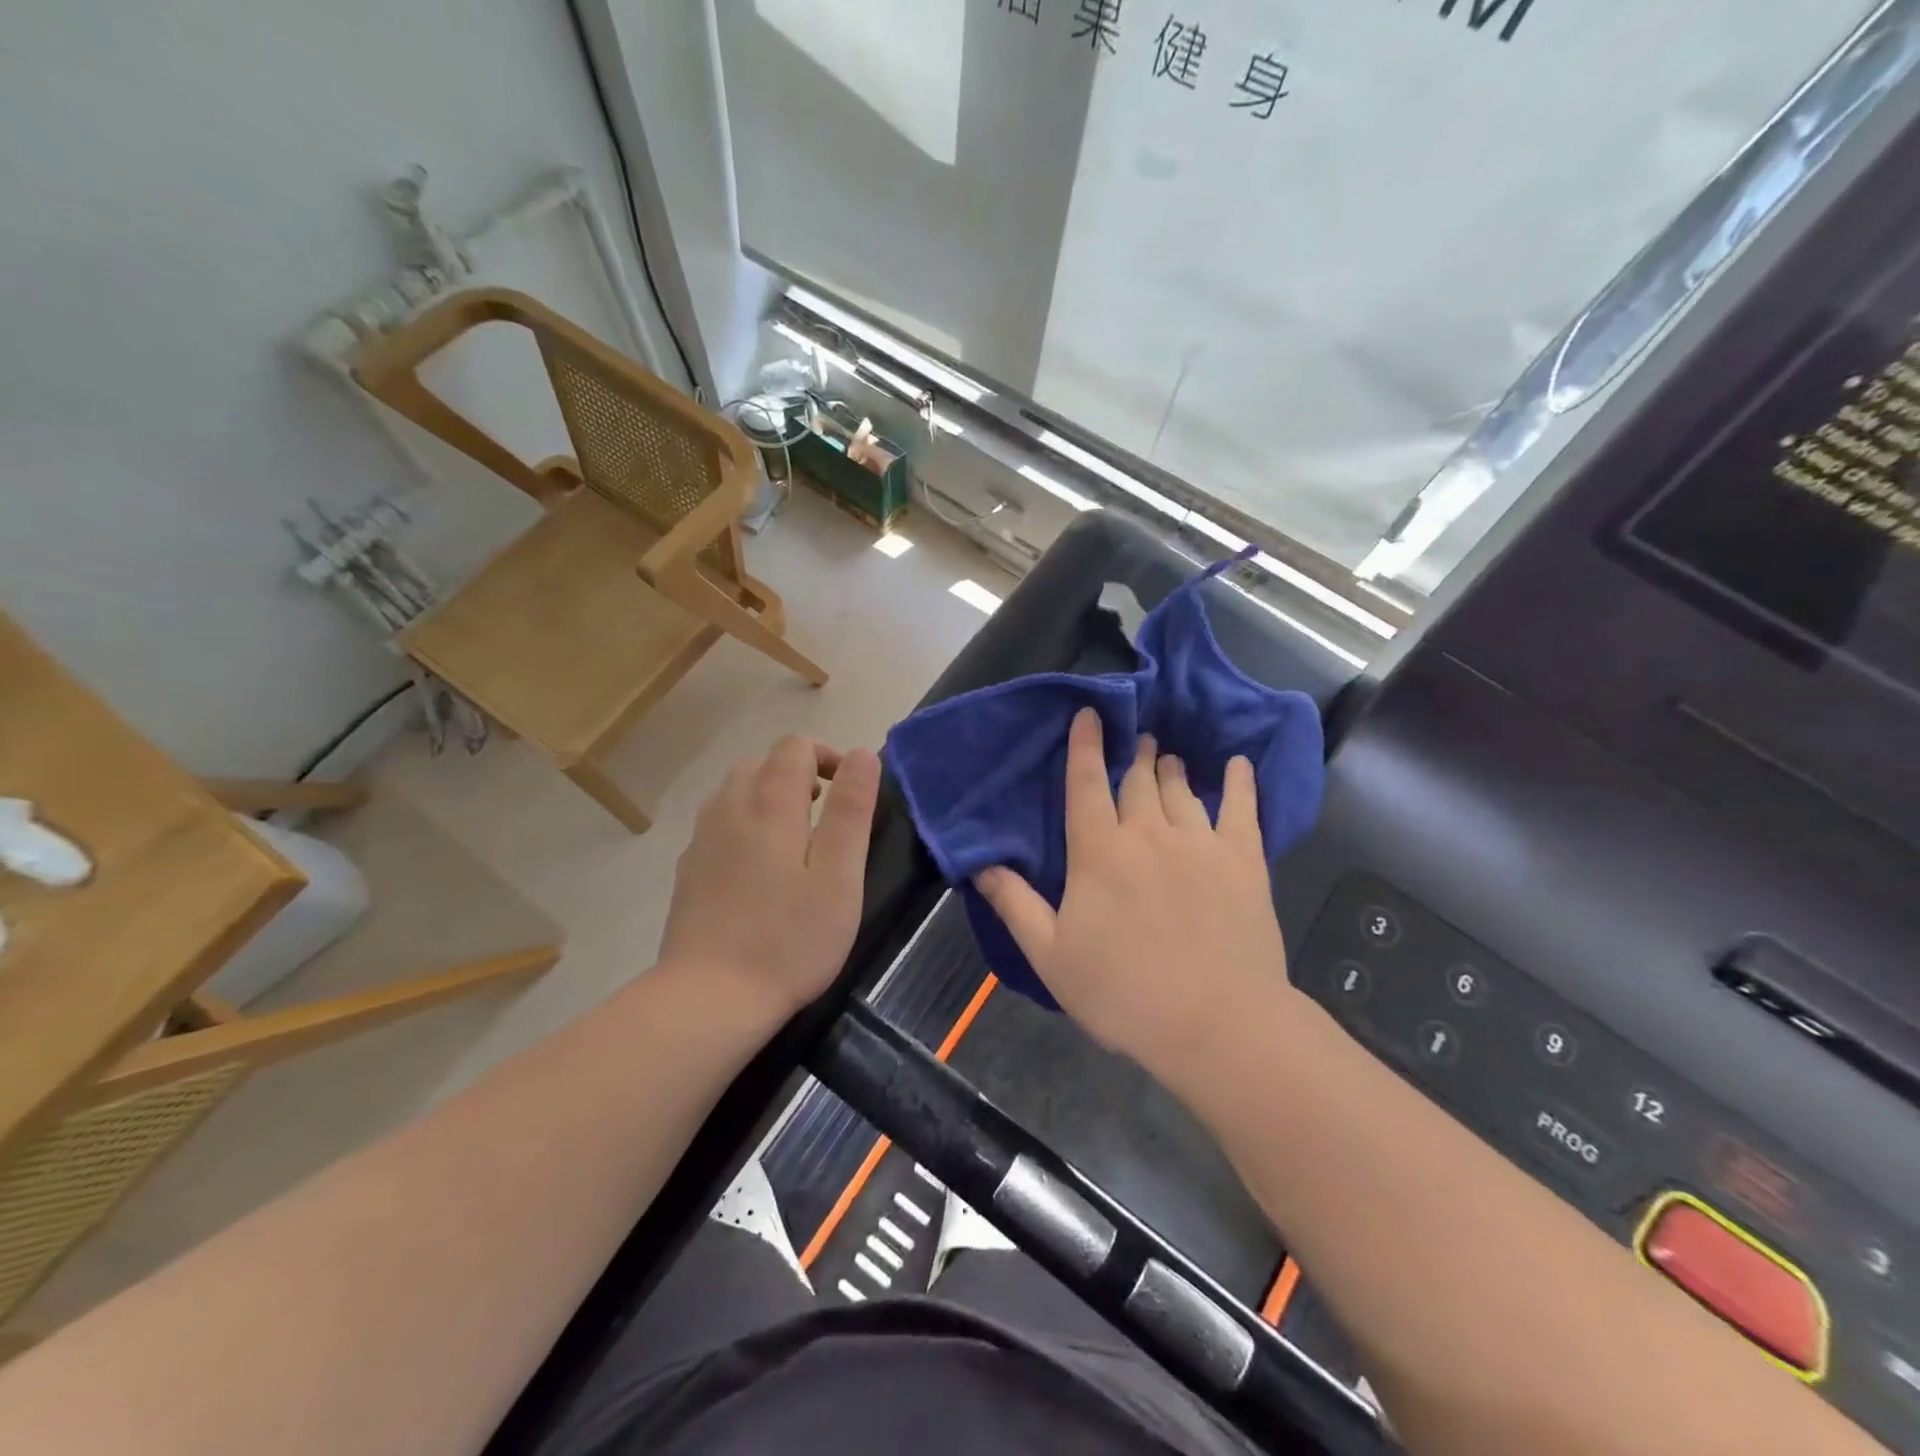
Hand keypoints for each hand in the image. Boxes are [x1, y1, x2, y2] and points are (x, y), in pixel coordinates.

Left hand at [658, 736, 880, 1019]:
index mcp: (770, 805)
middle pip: (762, 762)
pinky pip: (718, 821)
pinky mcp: (688, 867)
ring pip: (736, 789)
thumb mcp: (839, 876)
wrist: (709, 997)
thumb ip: (851, 810)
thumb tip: (863, 754)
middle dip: (799, 772)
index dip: (828, 756)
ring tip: (796, 835)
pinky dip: (745, 820)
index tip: (850, 790)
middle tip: (827, 812)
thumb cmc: (789, 939)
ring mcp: (702, 838)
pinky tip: (759, 865)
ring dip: (770, 793)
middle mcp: (729, 808)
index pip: (794, 747)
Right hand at [974, 707, 1291, 1083]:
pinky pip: (1242, 808)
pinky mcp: (1244, 860)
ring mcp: (1200, 842)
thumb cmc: (1123, 992)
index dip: (1084, 746)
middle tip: (1135, 739)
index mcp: (1099, 851)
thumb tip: (981, 864)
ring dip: (1170, 769)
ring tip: (1167, 756)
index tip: (1089, 713)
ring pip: (1181, 790)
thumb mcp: (1051, 955)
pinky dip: (1239, 783)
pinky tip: (1238, 765)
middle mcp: (1148, 832)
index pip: (1086, 784)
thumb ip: (1015, 904)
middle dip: (1133, 755)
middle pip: (1137, 781)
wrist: (1215, 1024)